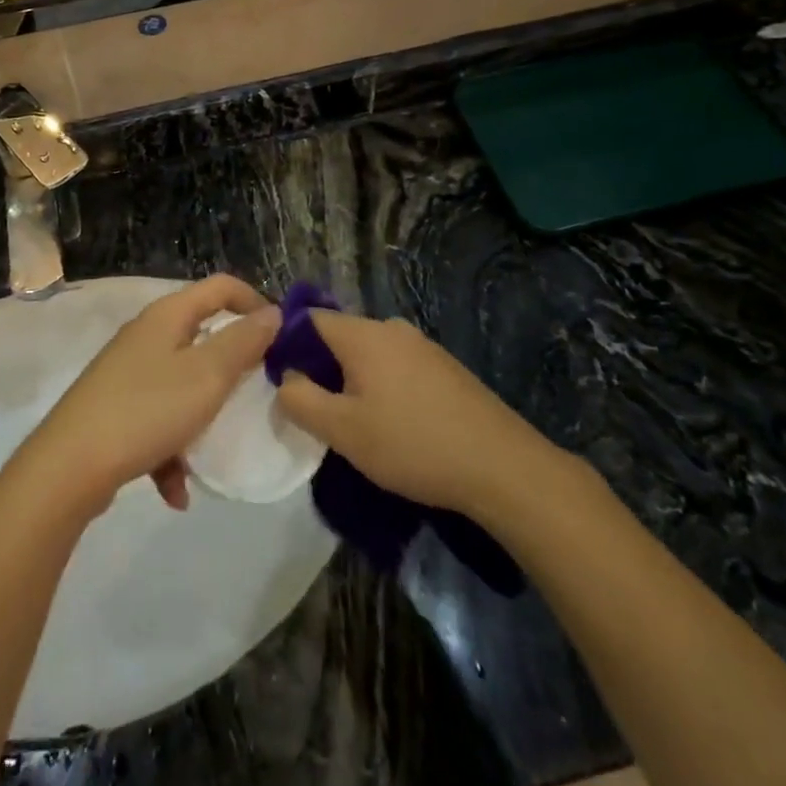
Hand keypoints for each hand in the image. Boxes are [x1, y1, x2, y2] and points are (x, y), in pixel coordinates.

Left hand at [19, 276, 277, 513]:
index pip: (221, 287)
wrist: (69, 466)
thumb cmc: (147, 409)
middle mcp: (146, 335)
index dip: (255, 302)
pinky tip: (175, 491)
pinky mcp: (114, 408)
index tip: (281, 337)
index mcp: (167, 316)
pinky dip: (171, 450)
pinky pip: (156, 421)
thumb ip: (243, 342)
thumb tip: (273, 313)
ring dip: (201, 415)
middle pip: (200, 335)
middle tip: (257, 391)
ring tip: (214, 448)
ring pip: (180, 383)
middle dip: (231, 364)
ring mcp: (126, 372)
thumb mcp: (207, 375)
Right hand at [276, 311, 560, 516]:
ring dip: (355, 381)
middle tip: (317, 410)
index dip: (288, 344)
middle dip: (322, 368)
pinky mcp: (445, 368)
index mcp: (363, 334)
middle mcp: (392, 328)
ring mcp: (423, 346)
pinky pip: (398, 367)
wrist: (502, 466)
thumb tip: (286, 379)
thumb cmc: (412, 444)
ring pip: (371, 354)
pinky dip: (384, 387)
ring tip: (356, 423)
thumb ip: (301, 401)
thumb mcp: (343, 431)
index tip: (283, 380)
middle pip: (341, 336)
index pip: (309, 319)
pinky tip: (395, 425)